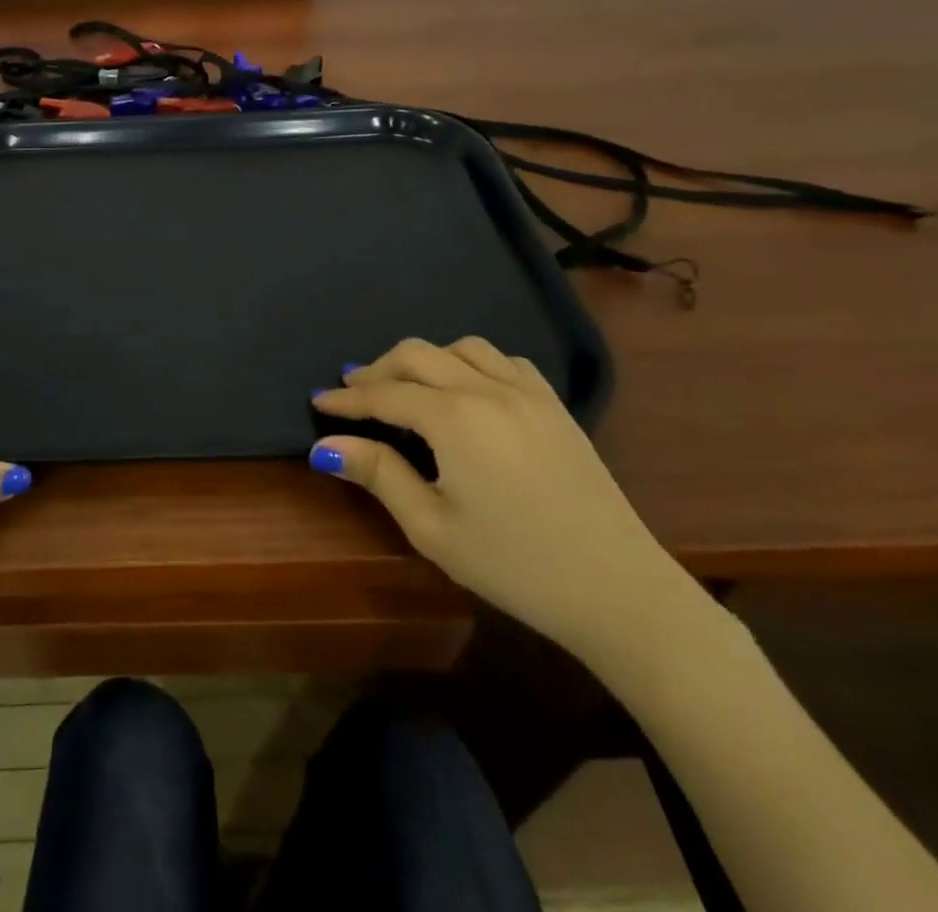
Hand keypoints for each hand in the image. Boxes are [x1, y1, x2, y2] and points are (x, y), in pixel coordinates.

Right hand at [309, 337, 702, 666]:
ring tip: (407, 386)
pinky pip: (504, 360)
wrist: (619, 591)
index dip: (346, 398)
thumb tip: (325, 447)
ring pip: (462, 347)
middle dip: (378, 369)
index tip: (317, 401)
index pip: (384, 394)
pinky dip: (472, 362)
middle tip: (354, 393)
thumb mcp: (432, 527)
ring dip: (425, 359)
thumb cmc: (515, 565)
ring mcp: (527, 392)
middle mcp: (487, 389)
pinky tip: (467, 388)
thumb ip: (378, 474)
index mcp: (453, 417)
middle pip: (418, 355)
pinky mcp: (555, 406)